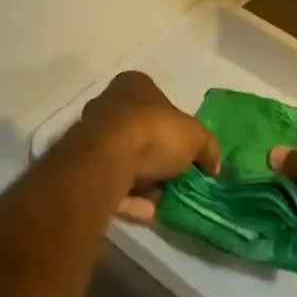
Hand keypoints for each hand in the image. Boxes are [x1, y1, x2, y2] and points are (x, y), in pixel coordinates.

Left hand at [72, 71, 220, 222]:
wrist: (106, 159)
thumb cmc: (153, 132)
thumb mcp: (196, 137)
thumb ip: (208, 148)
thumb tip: (214, 165)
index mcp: (135, 84)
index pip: (160, 102)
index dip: (176, 127)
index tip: (188, 152)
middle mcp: (110, 102)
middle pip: (141, 130)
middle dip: (158, 156)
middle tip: (176, 178)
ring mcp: (92, 133)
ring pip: (125, 157)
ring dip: (145, 180)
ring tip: (164, 200)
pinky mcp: (83, 165)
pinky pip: (112, 180)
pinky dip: (130, 196)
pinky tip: (148, 212)